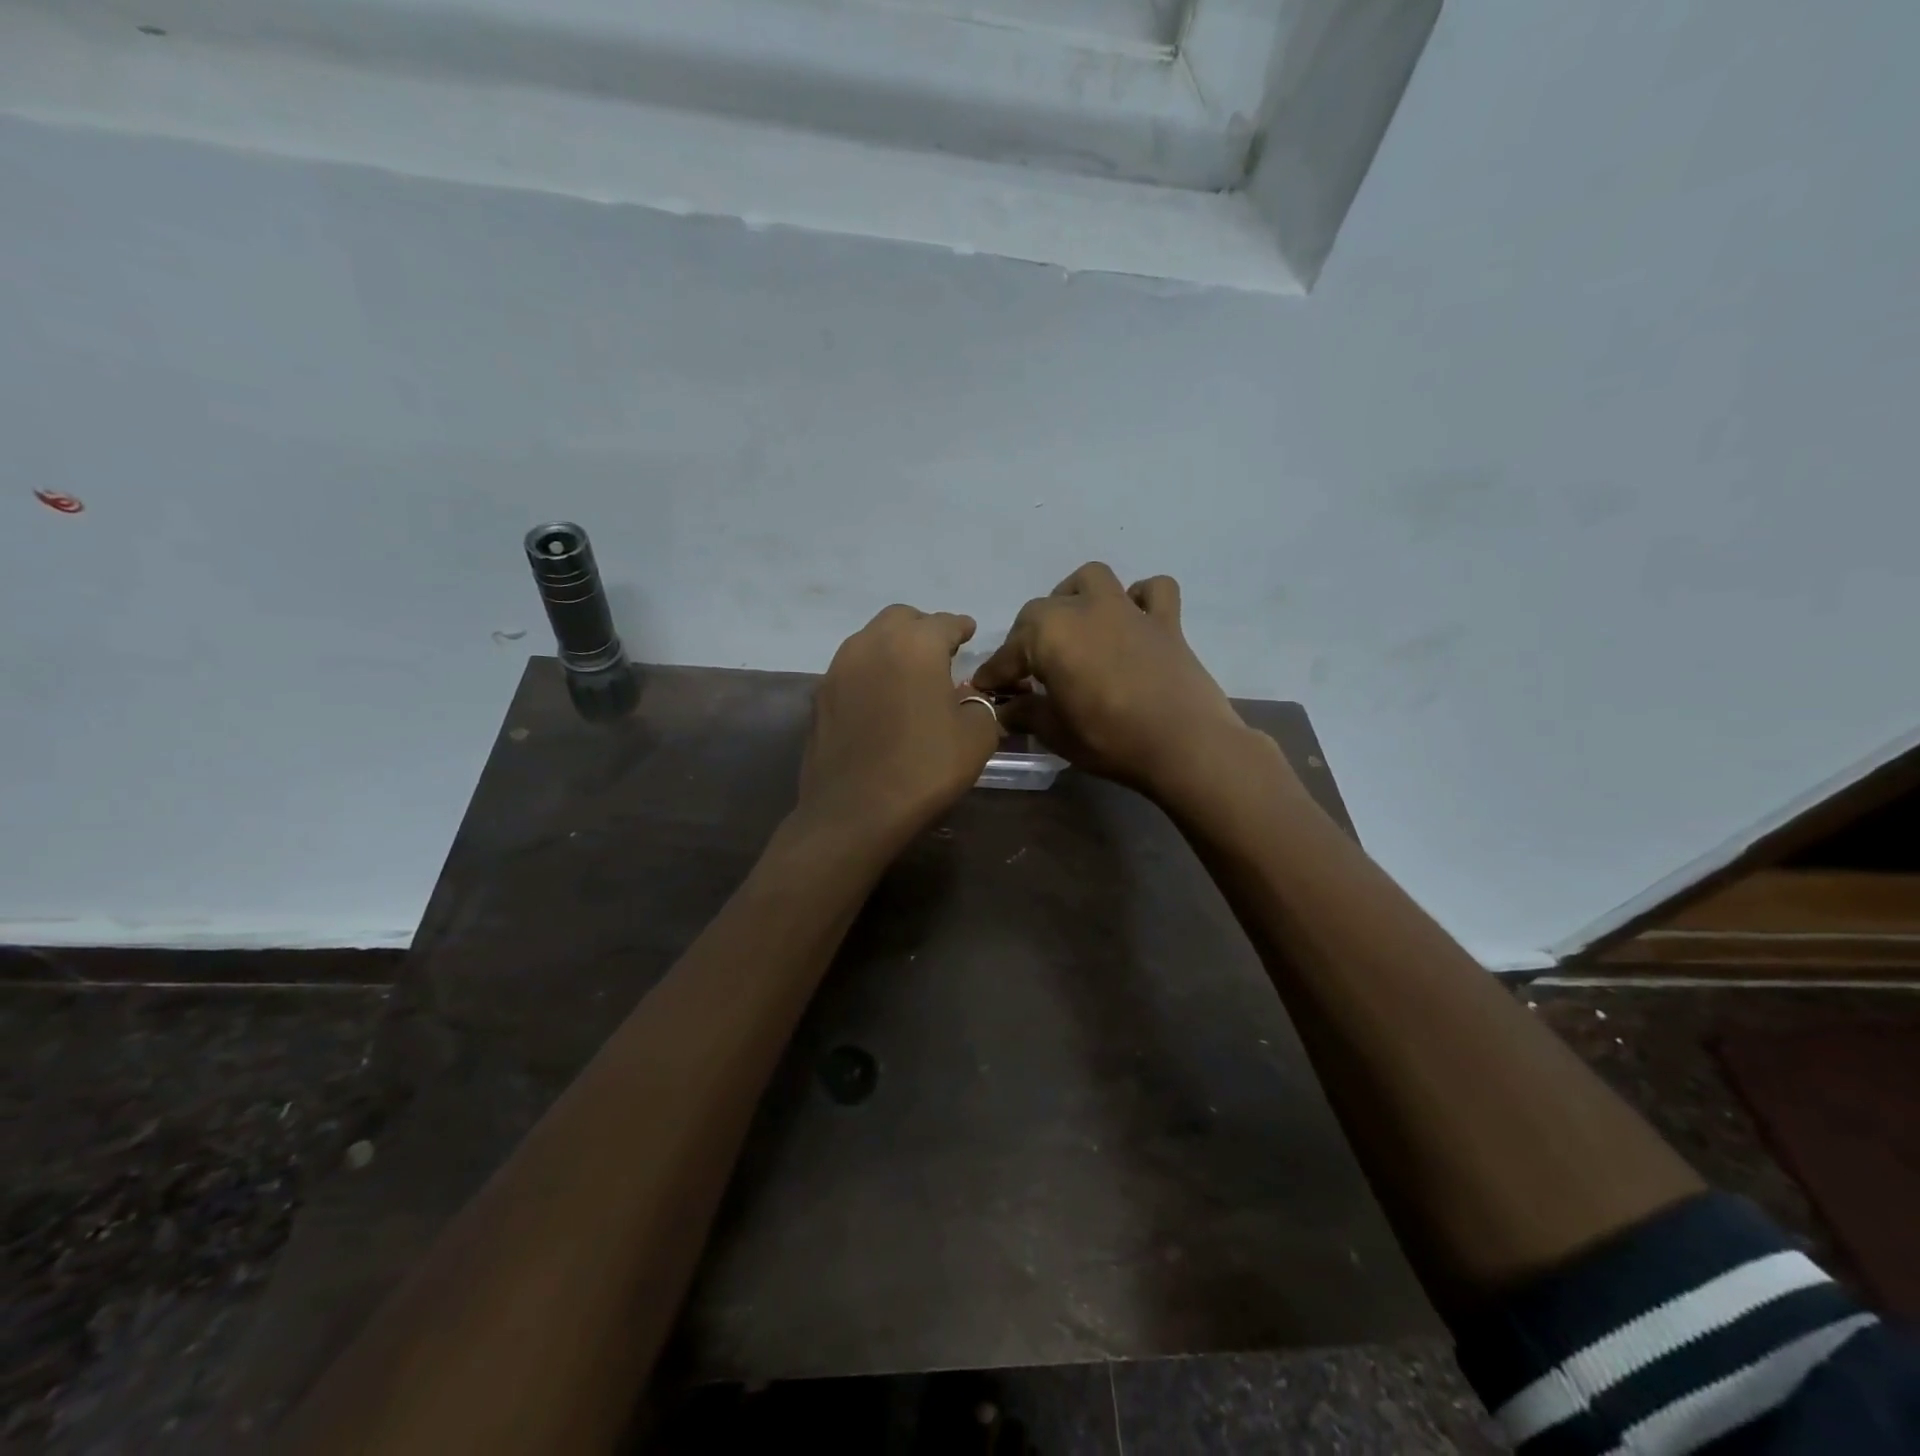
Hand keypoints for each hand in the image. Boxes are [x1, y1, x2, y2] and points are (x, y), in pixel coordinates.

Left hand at [796, 604, 1002, 847]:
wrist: (854, 811)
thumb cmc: (923, 769)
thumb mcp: (976, 738)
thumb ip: (979, 705)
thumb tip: (966, 698)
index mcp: (916, 644)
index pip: (945, 622)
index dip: (961, 627)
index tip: (968, 632)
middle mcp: (872, 643)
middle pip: (901, 619)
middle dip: (923, 629)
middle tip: (940, 652)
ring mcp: (839, 668)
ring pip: (870, 640)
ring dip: (893, 648)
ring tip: (910, 674)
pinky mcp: (819, 695)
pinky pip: (852, 669)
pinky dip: (870, 673)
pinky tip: (881, 698)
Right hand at [971, 563, 1267, 803]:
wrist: (1185, 746)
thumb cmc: (1111, 740)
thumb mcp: (1057, 733)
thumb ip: (1027, 714)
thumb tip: (1006, 710)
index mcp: (1049, 634)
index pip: (1009, 653)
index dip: (995, 674)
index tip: (987, 691)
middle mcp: (1084, 609)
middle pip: (1041, 611)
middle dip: (1027, 637)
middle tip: (1028, 671)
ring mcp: (1127, 609)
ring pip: (1091, 580)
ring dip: (1075, 596)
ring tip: (1073, 627)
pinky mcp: (1165, 621)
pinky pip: (1153, 591)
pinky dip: (1140, 598)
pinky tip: (1132, 620)